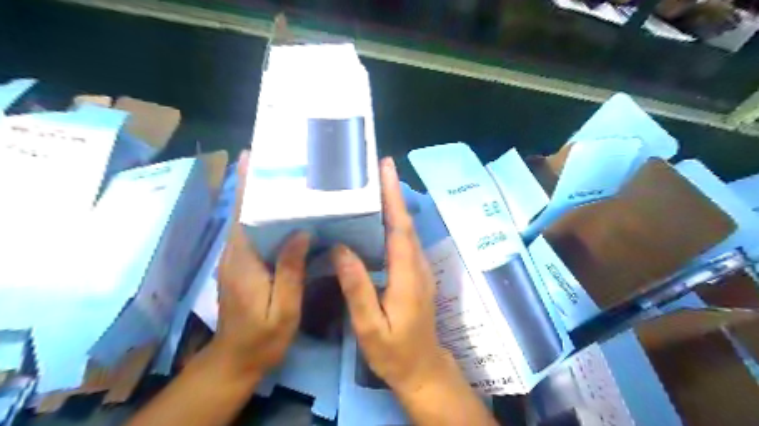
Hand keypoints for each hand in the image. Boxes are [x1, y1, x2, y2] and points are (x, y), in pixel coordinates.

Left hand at [209, 152, 310, 376]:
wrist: (237, 359)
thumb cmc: (263, 336)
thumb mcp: (283, 308)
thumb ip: (290, 270)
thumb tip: (301, 232)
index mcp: (242, 261)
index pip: (242, 216)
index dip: (244, 187)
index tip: (250, 159)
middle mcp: (235, 254)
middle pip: (243, 213)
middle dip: (255, 186)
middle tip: (279, 164)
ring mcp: (236, 260)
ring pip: (248, 223)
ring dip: (260, 200)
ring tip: (285, 181)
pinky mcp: (242, 266)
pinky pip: (254, 235)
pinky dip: (265, 219)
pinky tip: (286, 215)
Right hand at [333, 158, 454, 396]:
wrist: (422, 369)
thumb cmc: (394, 352)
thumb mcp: (370, 326)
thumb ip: (357, 288)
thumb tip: (341, 249)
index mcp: (407, 275)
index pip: (400, 227)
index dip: (393, 197)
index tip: (386, 169)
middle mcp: (417, 265)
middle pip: (405, 223)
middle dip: (393, 193)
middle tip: (377, 168)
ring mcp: (419, 269)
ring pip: (406, 230)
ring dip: (394, 206)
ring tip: (374, 186)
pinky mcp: (416, 274)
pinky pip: (404, 242)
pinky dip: (394, 224)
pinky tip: (378, 220)